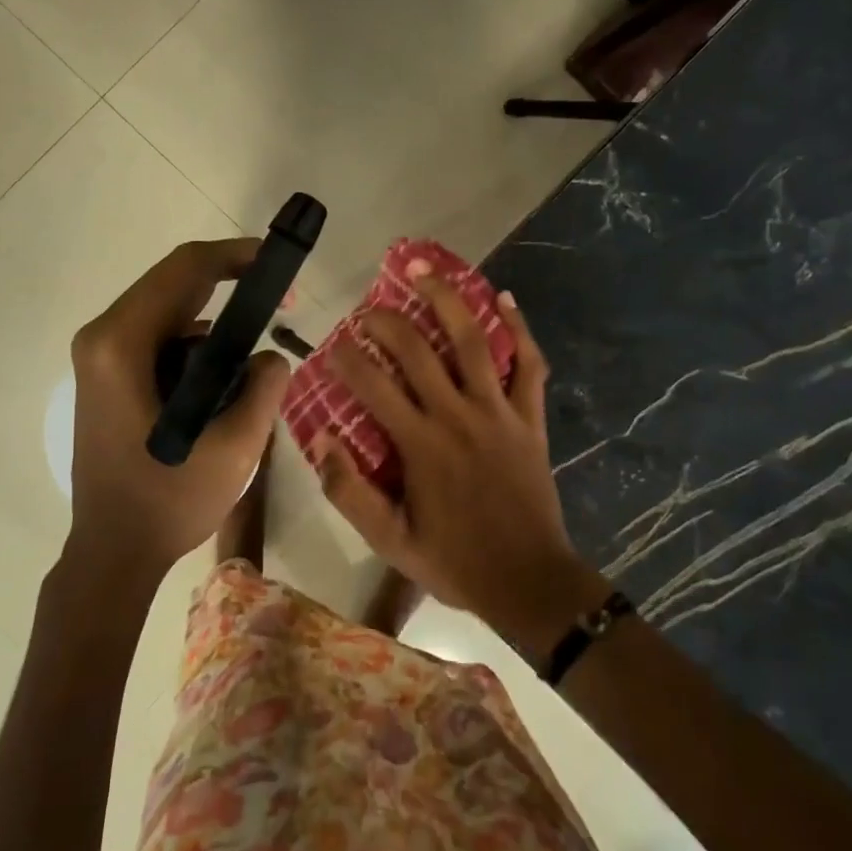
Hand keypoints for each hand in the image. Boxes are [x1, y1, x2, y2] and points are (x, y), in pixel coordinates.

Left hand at [67, 238, 289, 575]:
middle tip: (280, 306)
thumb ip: (263, 388)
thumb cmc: (167, 502)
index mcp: (122, 344)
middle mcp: (102, 338)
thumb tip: (271, 356)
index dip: (236, 256)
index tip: (278, 264)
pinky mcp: (106, 377)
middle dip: (230, 287)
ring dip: (213, 322)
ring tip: (253, 355)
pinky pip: (158, 340)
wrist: (113, 552)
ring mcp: (99, 358)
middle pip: (173, 285)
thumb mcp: (234, 447)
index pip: (185, 271)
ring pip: (167, 312)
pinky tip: (222, 380)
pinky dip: (195, 346)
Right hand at [312, 271, 608, 658]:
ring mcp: (498, 412)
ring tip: (426, 270)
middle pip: (417, 350)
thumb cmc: (454, 561)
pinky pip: (528, 365)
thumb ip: (349, 490)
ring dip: (447, 300)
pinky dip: (519, 329)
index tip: (333, 345)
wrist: (528, 580)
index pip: (373, 385)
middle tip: (369, 307)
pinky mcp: (530, 418)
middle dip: (387, 320)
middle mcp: (457, 416)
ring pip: (473, 341)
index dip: (347, 358)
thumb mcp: (389, 540)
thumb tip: (321, 437)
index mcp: (420, 445)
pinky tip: (505, 298)